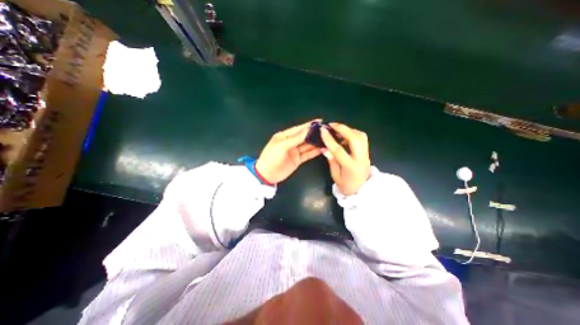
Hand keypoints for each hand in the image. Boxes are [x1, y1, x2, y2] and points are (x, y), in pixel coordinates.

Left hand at [255, 121, 323, 183]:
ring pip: (307, 145)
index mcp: (284, 136)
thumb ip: (295, 139)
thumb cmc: (271, 158)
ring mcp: (295, 151)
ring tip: (327, 139)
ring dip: (316, 143)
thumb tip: (307, 130)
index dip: (308, 125)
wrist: (267, 175)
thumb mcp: (282, 146)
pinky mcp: (298, 160)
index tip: (319, 122)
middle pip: (304, 137)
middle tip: (326, 131)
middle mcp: (290, 142)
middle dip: (314, 134)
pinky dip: (314, 152)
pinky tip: (322, 149)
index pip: (298, 129)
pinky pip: (307, 154)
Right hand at [320, 121, 368, 193]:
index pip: (339, 150)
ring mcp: (366, 154)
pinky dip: (353, 134)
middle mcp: (360, 158)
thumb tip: (325, 148)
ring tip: (338, 130)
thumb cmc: (346, 185)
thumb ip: (331, 161)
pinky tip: (345, 137)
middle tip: (331, 125)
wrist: (362, 190)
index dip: (329, 139)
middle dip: (342, 128)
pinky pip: (362, 138)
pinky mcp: (367, 152)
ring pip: (360, 136)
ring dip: (349, 130)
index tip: (322, 131)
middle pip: (355, 138)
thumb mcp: (335, 175)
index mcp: (350, 166)